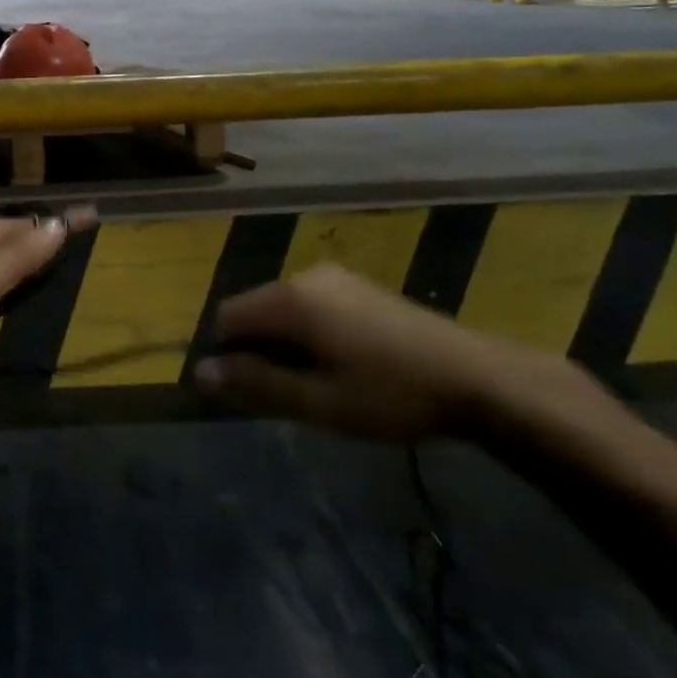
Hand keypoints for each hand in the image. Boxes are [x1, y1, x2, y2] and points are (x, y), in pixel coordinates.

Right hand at [196, 264, 586, 440]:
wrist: (476, 378)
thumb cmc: (390, 394)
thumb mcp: (318, 401)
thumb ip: (255, 383)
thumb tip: (200, 372)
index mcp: (289, 299)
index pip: (226, 318)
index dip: (229, 357)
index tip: (255, 394)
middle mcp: (304, 275)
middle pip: (254, 311)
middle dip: (259, 351)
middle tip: (292, 395)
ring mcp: (335, 277)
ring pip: (283, 309)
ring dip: (285, 344)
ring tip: (321, 384)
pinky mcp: (358, 285)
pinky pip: (311, 305)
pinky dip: (309, 333)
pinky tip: (345, 364)